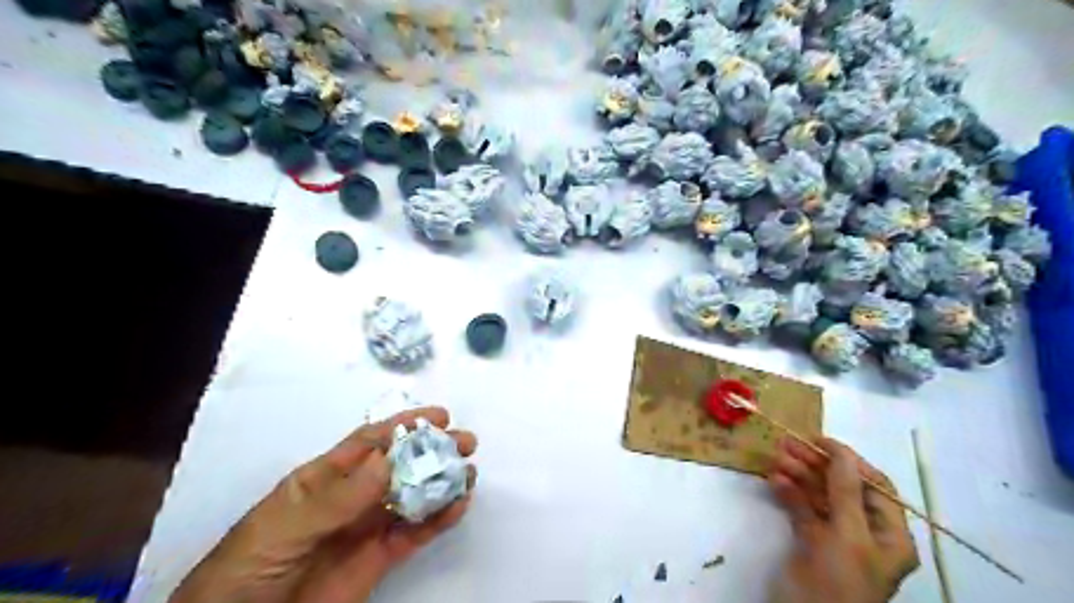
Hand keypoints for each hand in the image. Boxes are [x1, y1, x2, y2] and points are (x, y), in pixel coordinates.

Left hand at [169, 406, 475, 602]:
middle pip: (400, 466)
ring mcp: (368, 526)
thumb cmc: (249, 568)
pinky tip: (458, 505)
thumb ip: (336, 497)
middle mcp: (353, 496)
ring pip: (414, 496)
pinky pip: (416, 534)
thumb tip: (385, 458)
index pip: (370, 442)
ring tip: (469, 473)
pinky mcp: (380, 558)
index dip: (405, 425)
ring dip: (442, 482)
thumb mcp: (285, 527)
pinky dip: (440, 519)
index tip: (439, 416)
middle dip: (433, 450)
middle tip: (466, 443)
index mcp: (324, 478)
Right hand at [763, 437, 923, 601]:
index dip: (849, 460)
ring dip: (798, 475)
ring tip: (776, 457)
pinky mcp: (810, 540)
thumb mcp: (848, 535)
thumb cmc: (841, 580)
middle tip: (787, 444)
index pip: (875, 486)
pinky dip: (789, 493)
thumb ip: (844, 490)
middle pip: (842, 487)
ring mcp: (836, 536)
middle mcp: (866, 532)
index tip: (820, 441)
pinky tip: (775, 480)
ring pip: (819, 495)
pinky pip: (801, 509)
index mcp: (889, 535)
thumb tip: (840, 450)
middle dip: (816, 464)